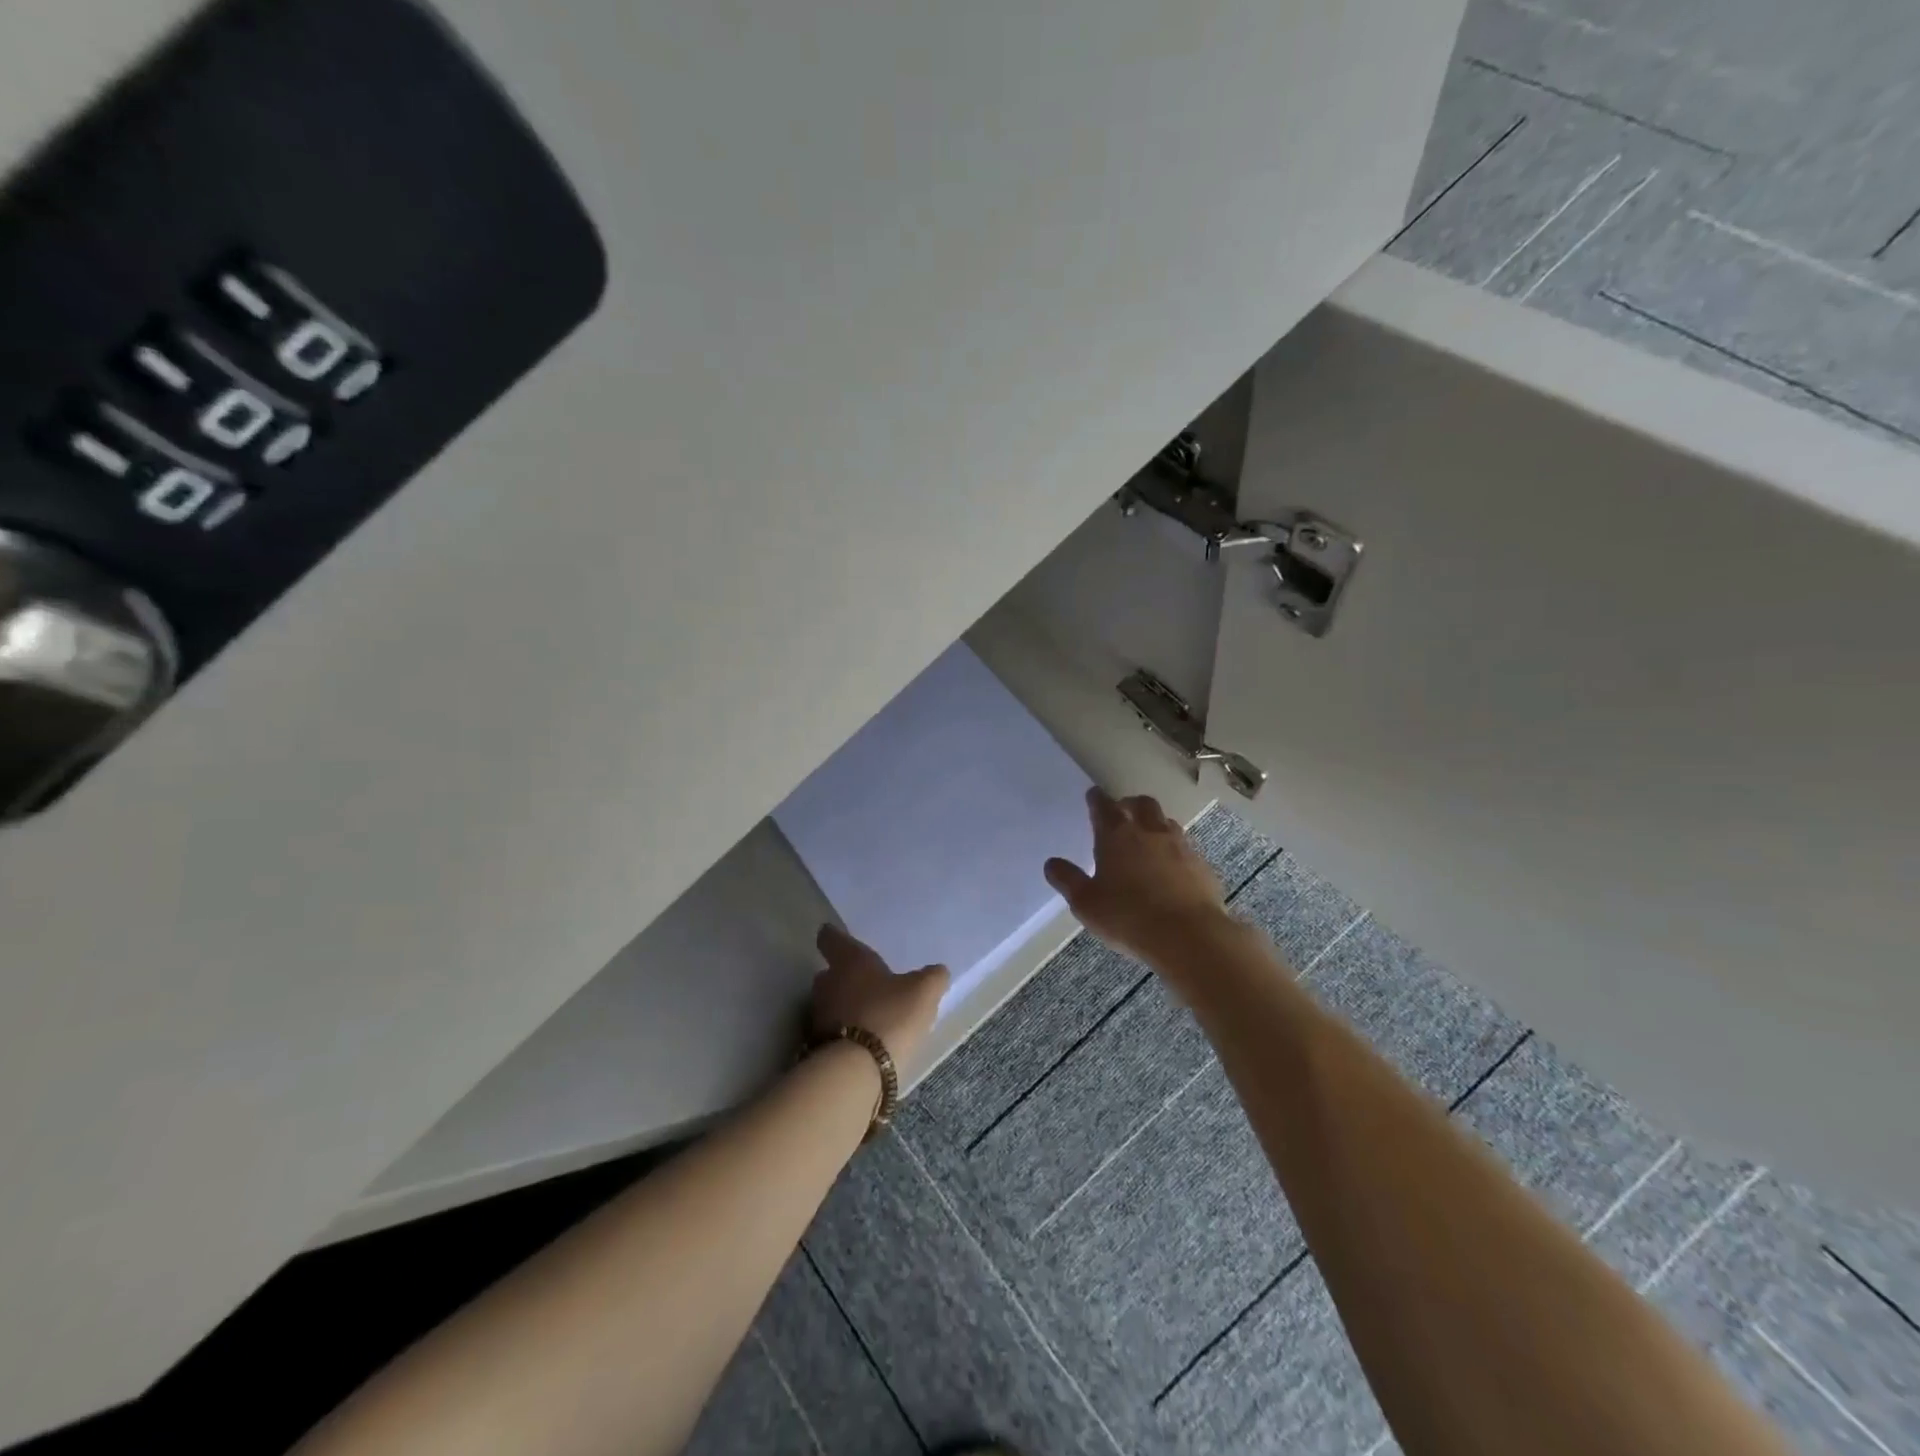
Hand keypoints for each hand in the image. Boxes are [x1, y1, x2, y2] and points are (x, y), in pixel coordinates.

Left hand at [810, 924, 948, 1069]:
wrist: (856, 1071)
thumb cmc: (890, 1015)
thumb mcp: (923, 991)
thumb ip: (932, 977)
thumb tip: (937, 971)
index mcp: (849, 960)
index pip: (831, 938)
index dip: (834, 936)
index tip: (836, 936)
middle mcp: (827, 982)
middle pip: (829, 973)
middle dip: (844, 977)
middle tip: (866, 983)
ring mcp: (818, 1015)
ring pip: (830, 1003)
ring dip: (844, 1007)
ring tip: (868, 1016)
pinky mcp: (816, 1046)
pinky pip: (831, 1031)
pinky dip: (843, 1033)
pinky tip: (862, 1043)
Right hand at [1044, 788, 1232, 966]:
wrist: (1189, 935)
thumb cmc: (1128, 917)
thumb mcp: (1086, 903)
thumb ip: (1068, 880)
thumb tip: (1051, 863)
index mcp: (1116, 835)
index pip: (1103, 806)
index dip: (1096, 799)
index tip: (1093, 796)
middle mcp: (1149, 831)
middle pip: (1141, 804)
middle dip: (1130, 804)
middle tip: (1122, 812)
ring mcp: (1180, 846)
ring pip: (1166, 822)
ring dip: (1155, 824)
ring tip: (1147, 839)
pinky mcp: (1202, 865)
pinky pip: (1186, 848)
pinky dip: (1175, 851)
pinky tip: (1171, 869)